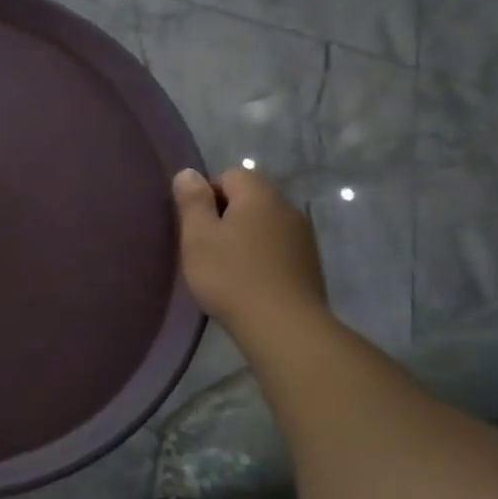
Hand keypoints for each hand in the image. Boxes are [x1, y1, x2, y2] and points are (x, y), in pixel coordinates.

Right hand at [173, 167, 326, 334]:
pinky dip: (260, 256)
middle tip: (204, 247)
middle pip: (249, 198)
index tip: (194, 225)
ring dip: (244, 237)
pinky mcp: (309, 264)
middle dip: (225, 216)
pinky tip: (248, 281)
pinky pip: (277, 247)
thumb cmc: (231, 276)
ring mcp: (302, 237)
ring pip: (264, 224)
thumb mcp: (198, 236)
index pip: (230, 174)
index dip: (207, 194)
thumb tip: (188, 173)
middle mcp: (287, 208)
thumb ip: (192, 201)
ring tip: (226, 267)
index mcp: (259, 196)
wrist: (283, 326)